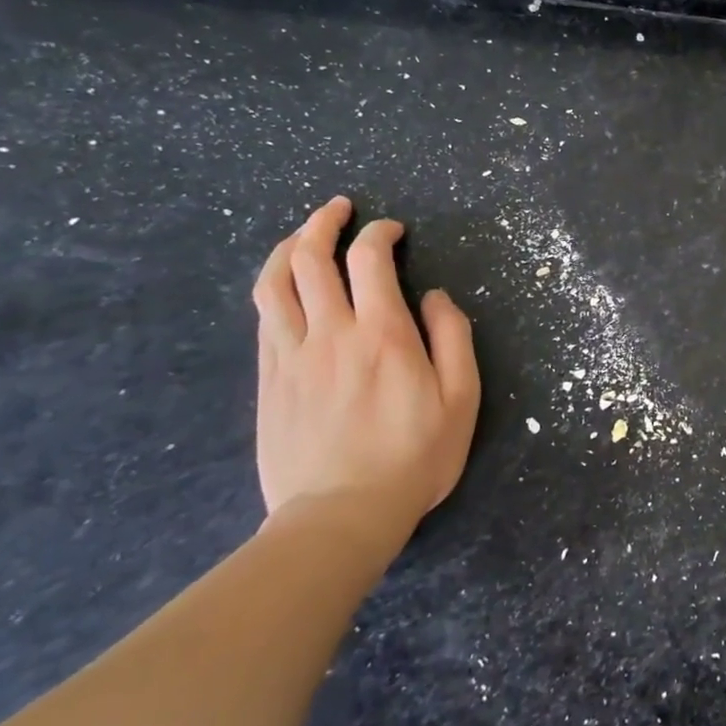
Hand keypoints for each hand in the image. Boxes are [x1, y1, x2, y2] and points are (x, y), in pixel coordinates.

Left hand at [251, 198, 480, 546]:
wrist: (340, 515)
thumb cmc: (414, 456)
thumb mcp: (461, 398)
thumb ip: (453, 338)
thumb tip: (435, 296)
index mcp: (382, 333)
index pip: (369, 260)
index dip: (378, 233)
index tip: (391, 230)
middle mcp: (330, 333)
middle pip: (311, 259)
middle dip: (323, 223)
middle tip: (338, 209)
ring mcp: (291, 356)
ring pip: (274, 284)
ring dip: (288, 248)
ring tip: (301, 235)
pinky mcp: (269, 381)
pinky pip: (264, 320)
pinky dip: (274, 290)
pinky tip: (285, 289)